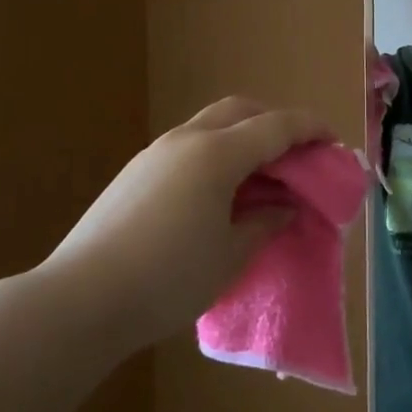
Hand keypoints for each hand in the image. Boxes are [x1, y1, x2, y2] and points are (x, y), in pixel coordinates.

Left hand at [39, 97, 331, 352]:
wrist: (79, 301)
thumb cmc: (167, 279)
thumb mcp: (230, 255)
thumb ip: (264, 223)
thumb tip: (283, 206)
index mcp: (217, 154)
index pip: (276, 126)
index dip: (310, 128)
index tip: (333, 140)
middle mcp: (187, 140)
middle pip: (241, 110)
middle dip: (274, 122)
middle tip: (296, 153)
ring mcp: (155, 153)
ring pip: (211, 125)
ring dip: (243, 136)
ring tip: (259, 175)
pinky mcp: (135, 173)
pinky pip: (188, 146)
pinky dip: (216, 153)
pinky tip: (218, 192)